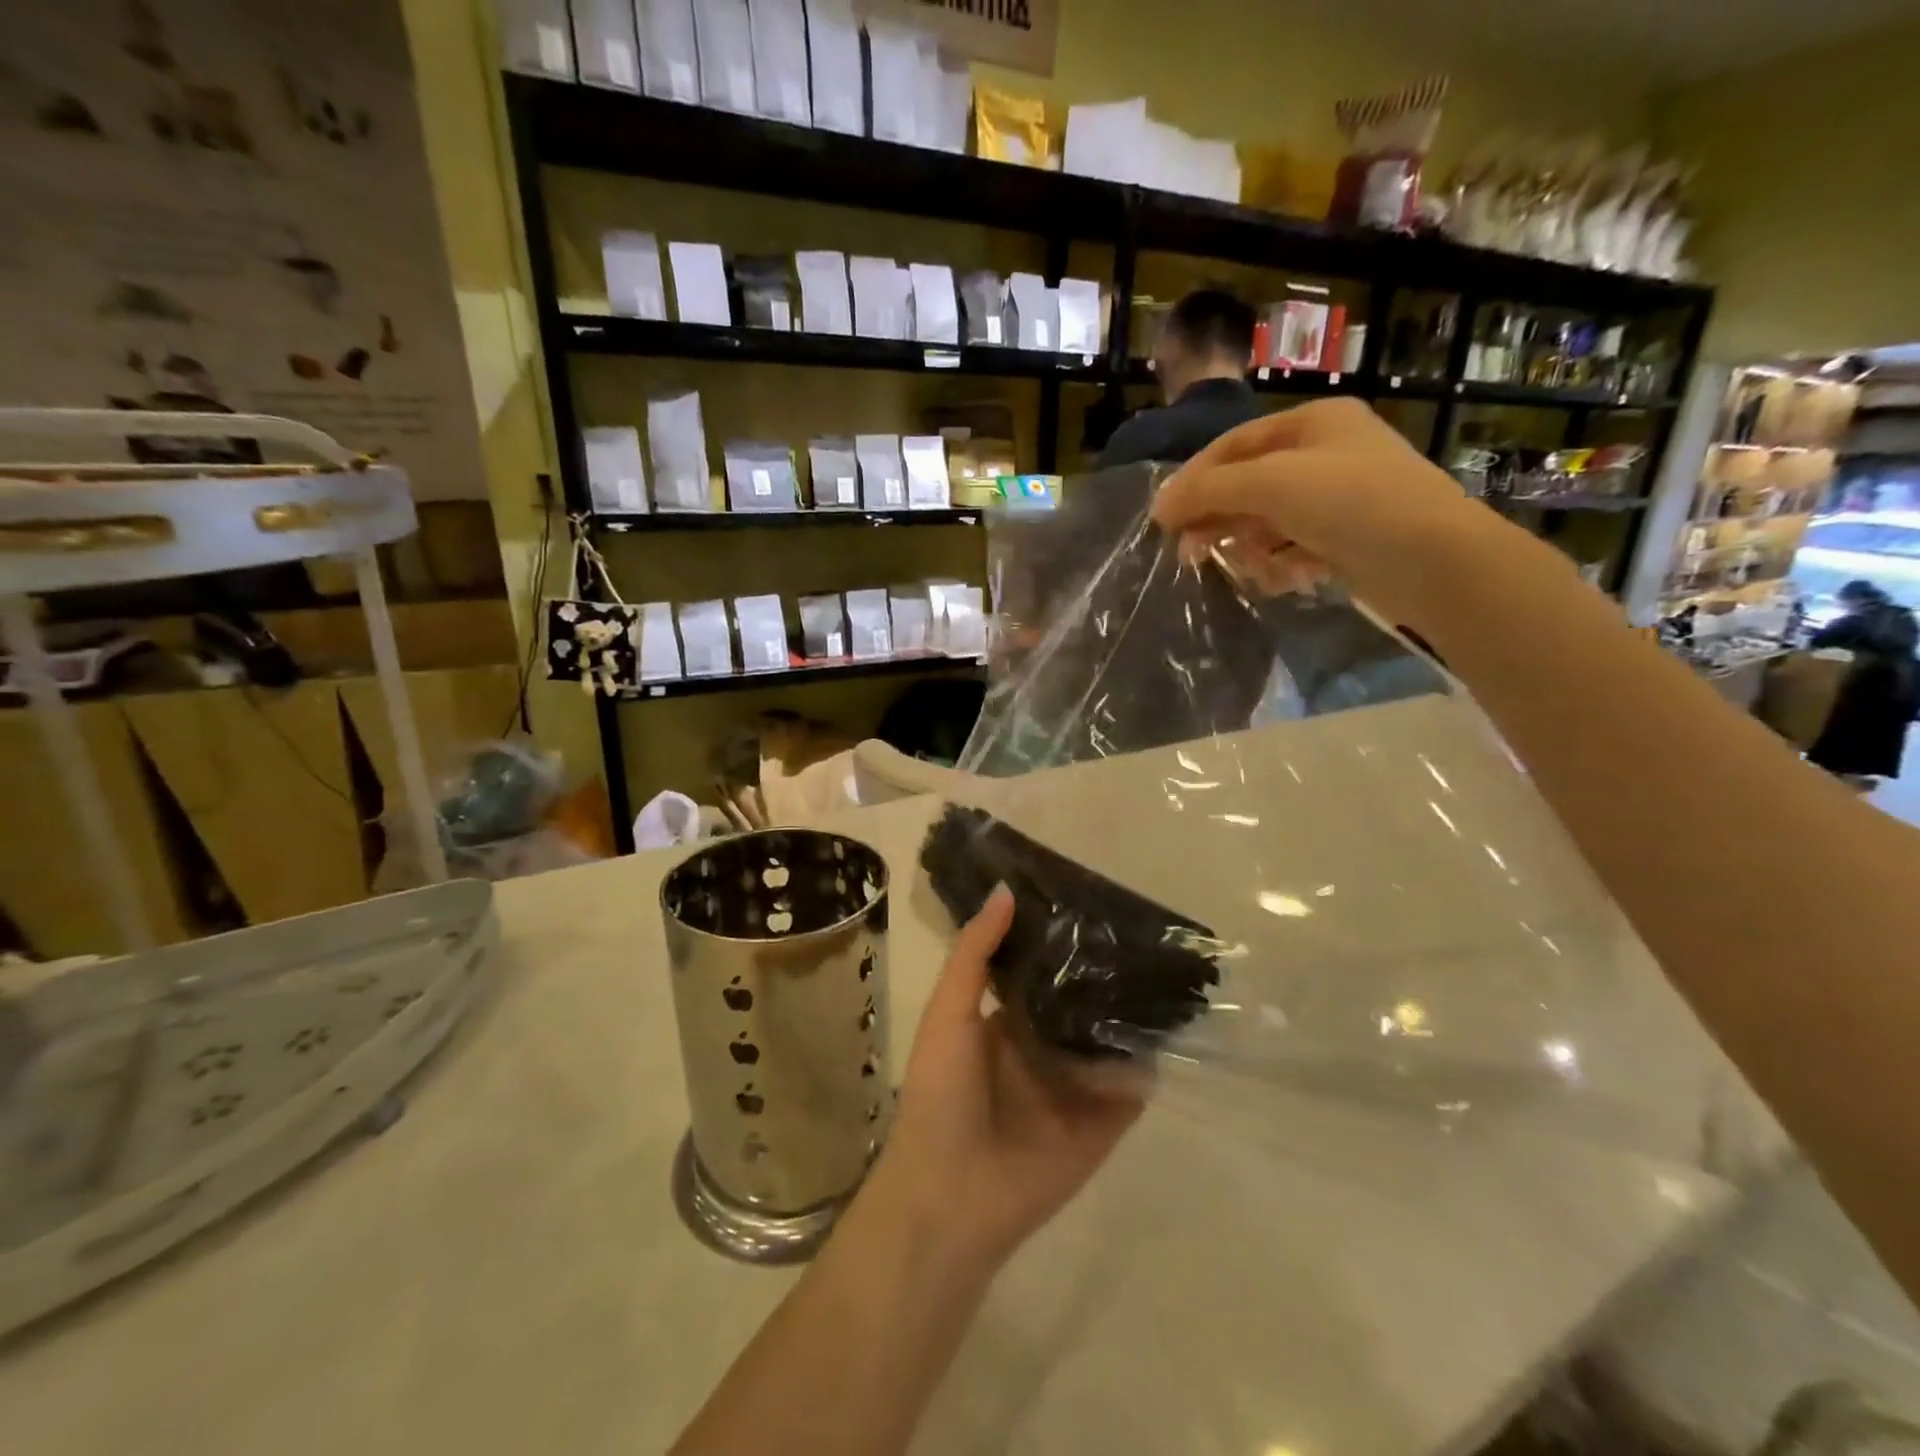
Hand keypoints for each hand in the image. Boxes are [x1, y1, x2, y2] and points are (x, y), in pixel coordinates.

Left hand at [866, 886, 1143, 1270]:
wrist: (950, 1197)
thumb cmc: (940, 1094)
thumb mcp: (948, 1012)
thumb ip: (975, 953)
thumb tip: (1006, 889)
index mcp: (1007, 1018)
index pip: (1043, 967)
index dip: (1062, 937)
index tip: (1093, 897)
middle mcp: (1046, 1044)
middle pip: (1082, 998)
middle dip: (1106, 969)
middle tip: (1145, 926)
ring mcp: (1077, 1083)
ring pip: (1112, 1036)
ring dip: (1134, 1008)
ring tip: (1171, 963)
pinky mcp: (1103, 1121)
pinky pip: (1133, 1085)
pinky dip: (1150, 1060)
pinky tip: (1177, 1023)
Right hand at [1151, 397, 1540, 627]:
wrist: (1435, 559)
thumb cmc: (1351, 502)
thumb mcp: (1272, 484)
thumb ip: (1210, 491)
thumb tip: (1158, 506)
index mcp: (1313, 423)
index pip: (1233, 445)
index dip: (1193, 480)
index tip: (1163, 519)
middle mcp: (1326, 453)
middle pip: (1248, 484)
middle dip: (1219, 519)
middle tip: (1189, 553)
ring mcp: (1341, 497)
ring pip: (1269, 520)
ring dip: (1251, 547)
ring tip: (1251, 571)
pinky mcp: (1350, 538)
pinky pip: (1296, 546)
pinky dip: (1283, 563)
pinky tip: (1287, 579)